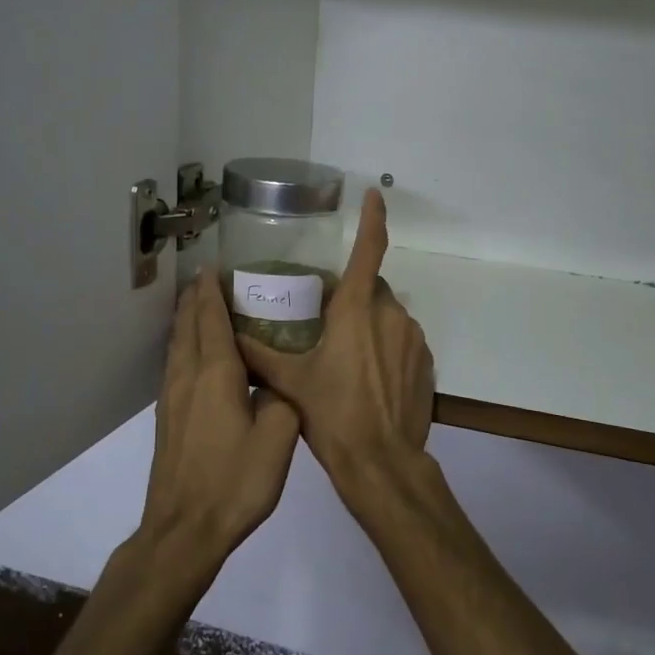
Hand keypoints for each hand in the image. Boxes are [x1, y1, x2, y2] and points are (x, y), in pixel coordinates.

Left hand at [140, 272, 300, 566]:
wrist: (184, 530)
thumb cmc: (234, 482)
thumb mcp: (278, 438)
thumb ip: (282, 399)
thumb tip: (278, 383)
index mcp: (216, 375)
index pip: (212, 320)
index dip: (212, 292)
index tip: (214, 267)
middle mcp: (188, 378)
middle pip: (188, 326)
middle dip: (196, 298)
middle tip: (207, 278)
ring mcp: (172, 399)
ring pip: (177, 345)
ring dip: (186, 320)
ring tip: (197, 304)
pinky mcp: (167, 419)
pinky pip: (174, 365)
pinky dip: (183, 345)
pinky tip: (191, 354)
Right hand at [236, 190, 435, 522]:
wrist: (381, 460)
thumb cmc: (332, 414)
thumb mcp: (289, 382)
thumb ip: (258, 354)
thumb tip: (228, 334)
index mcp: (357, 310)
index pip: (369, 250)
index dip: (373, 218)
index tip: (374, 194)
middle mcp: (392, 315)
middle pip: (373, 290)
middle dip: (353, 299)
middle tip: (328, 326)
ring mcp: (414, 339)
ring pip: (389, 317)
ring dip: (371, 327)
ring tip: (347, 361)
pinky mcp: (426, 363)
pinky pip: (404, 342)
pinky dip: (388, 350)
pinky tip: (370, 380)